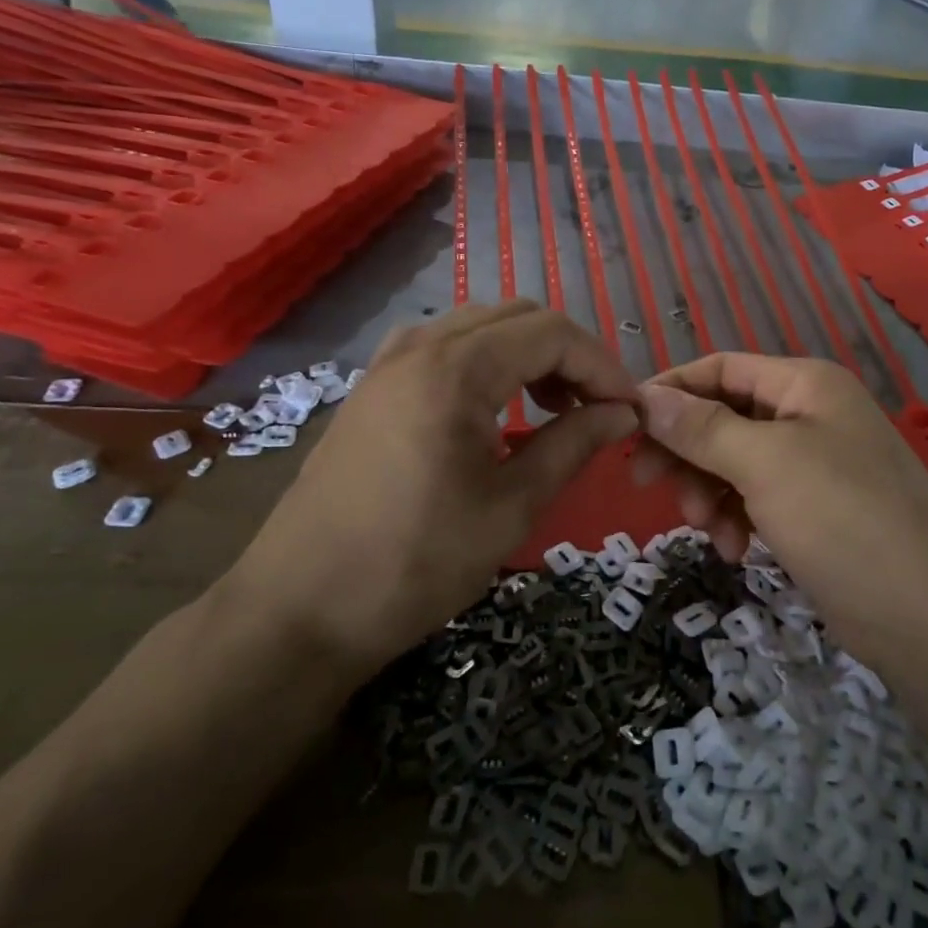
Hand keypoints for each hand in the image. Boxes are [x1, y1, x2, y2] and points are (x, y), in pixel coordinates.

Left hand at [221, 301, 638, 673]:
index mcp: (456, 368)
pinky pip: (445, 347)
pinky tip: (494, 408)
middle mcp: (420, 346)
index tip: (630, 410)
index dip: (602, 366)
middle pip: (519, 317)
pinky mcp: (373, 386)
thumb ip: (574, 444)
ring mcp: (389, 362)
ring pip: (481, 326)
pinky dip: (486, 362)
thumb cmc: (414, 564)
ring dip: (528, 354)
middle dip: (570, 355)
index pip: (553, 333)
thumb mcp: (511, 507)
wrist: (298, 610)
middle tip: (597, 409)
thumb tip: (624, 413)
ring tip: (552, 409)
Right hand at [633, 354, 927, 663]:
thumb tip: (646, 397)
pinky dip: (736, 519)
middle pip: (723, 416)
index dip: (672, 391)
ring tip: (707, 530)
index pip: (720, 369)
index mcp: (804, 384)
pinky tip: (736, 550)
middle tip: (645, 484)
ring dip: (708, 491)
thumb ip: (702, 428)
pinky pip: (755, 498)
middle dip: (686, 450)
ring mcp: (814, 465)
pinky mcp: (815, 511)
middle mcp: (809, 414)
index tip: (626, 426)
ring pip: (734, 462)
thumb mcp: (765, 464)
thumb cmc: (844, 519)